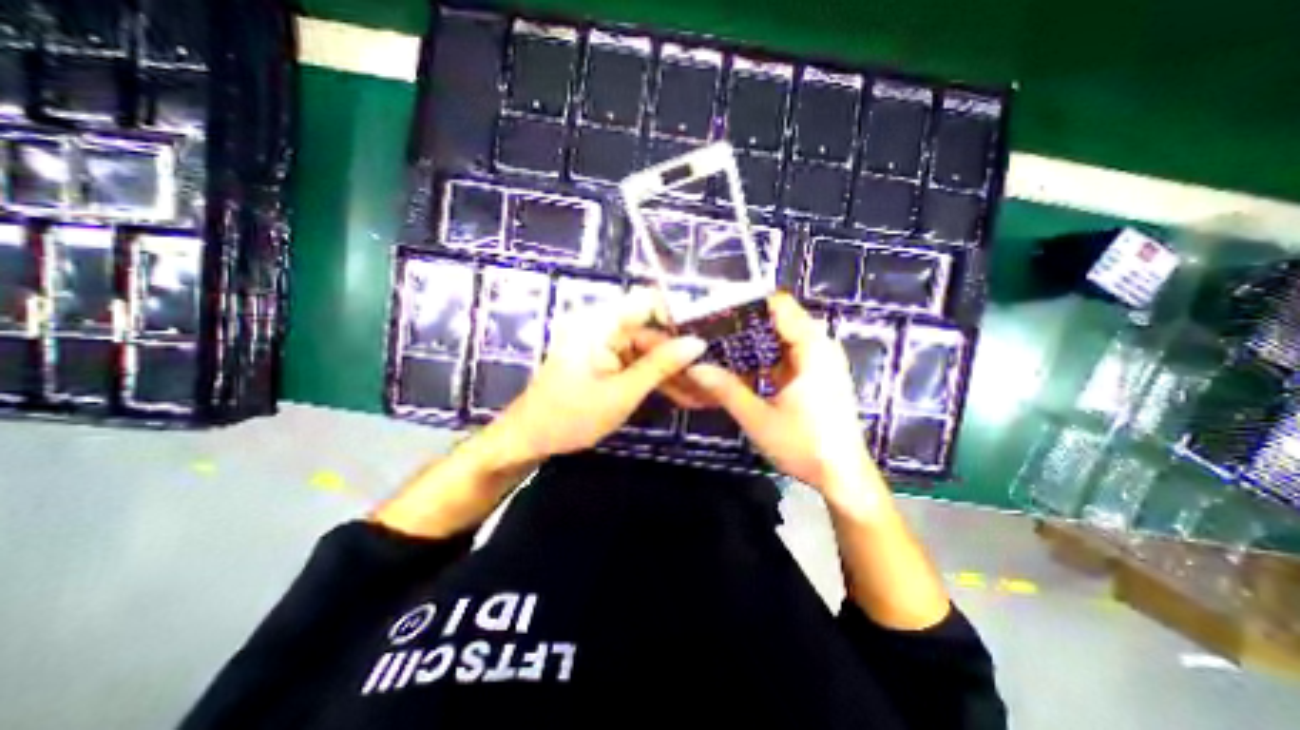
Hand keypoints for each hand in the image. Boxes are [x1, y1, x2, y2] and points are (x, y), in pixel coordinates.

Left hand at [491, 291, 709, 460]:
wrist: (530, 438)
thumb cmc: (570, 416)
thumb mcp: (622, 393)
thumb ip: (660, 366)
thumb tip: (698, 343)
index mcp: (600, 323)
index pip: (648, 301)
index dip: (677, 317)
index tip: (701, 343)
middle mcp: (603, 325)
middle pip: (652, 330)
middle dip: (680, 355)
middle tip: (710, 380)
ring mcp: (604, 343)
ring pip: (649, 350)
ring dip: (672, 371)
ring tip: (702, 394)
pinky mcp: (606, 360)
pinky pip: (637, 362)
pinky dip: (655, 378)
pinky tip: (681, 396)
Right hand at [682, 293, 882, 498]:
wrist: (843, 477)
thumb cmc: (806, 447)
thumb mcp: (759, 419)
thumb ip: (726, 390)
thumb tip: (693, 367)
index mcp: (812, 348)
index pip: (779, 305)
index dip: (746, 302)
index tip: (714, 309)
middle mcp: (819, 346)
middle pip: (777, 319)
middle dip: (743, 323)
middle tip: (708, 329)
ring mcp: (818, 360)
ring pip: (779, 336)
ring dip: (750, 340)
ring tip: (716, 344)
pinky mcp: (814, 374)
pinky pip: (784, 353)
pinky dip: (761, 356)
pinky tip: (738, 366)